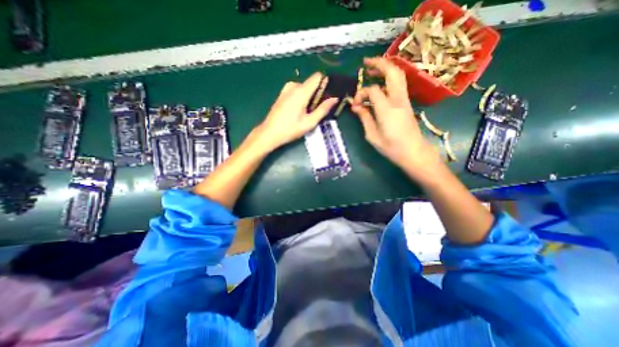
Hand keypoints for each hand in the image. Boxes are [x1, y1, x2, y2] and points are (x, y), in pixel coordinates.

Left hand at [254, 73, 337, 150]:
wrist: (270, 133)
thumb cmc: (290, 129)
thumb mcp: (309, 122)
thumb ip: (323, 109)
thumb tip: (335, 98)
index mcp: (301, 92)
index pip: (317, 77)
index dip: (325, 83)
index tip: (329, 94)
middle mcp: (293, 86)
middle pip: (311, 83)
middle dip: (317, 94)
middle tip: (317, 110)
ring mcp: (286, 89)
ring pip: (304, 87)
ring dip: (309, 97)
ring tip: (307, 112)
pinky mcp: (282, 94)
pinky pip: (297, 90)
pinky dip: (302, 97)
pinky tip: (299, 110)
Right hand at [351, 56, 442, 178]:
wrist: (414, 152)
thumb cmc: (392, 148)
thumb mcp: (372, 136)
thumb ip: (364, 118)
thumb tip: (356, 107)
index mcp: (387, 109)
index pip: (372, 90)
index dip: (361, 93)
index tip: (355, 105)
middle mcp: (398, 100)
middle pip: (392, 72)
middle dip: (378, 63)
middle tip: (365, 63)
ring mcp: (405, 100)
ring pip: (398, 75)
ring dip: (385, 68)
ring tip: (372, 70)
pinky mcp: (407, 103)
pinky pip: (399, 84)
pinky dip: (389, 78)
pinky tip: (380, 83)